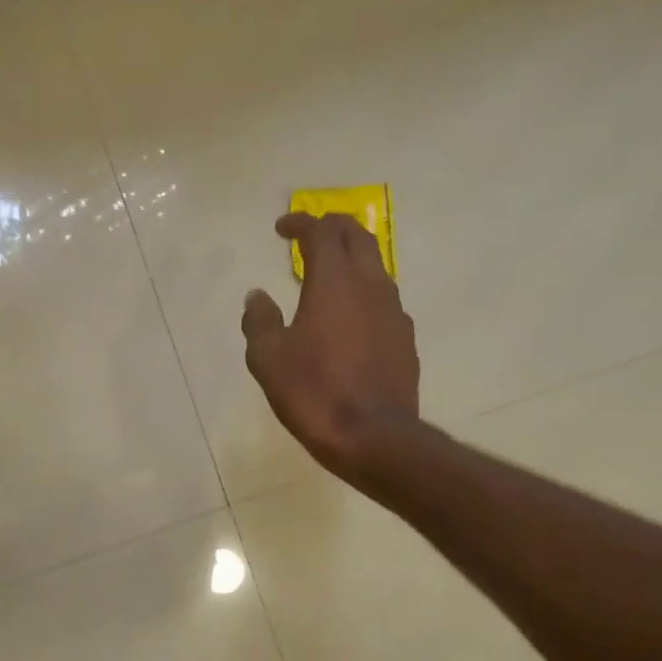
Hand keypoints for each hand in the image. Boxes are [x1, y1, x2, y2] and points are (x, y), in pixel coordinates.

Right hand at [242, 212, 420, 479]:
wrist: (373, 437)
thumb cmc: (313, 393)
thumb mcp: (268, 359)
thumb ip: (259, 321)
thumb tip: (256, 296)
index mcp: (334, 282)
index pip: (321, 233)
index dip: (300, 223)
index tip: (282, 228)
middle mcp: (370, 285)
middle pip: (358, 237)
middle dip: (332, 228)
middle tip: (310, 236)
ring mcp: (394, 312)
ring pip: (375, 267)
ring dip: (351, 260)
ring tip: (328, 276)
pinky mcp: (404, 339)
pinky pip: (383, 301)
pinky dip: (363, 294)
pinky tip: (350, 319)